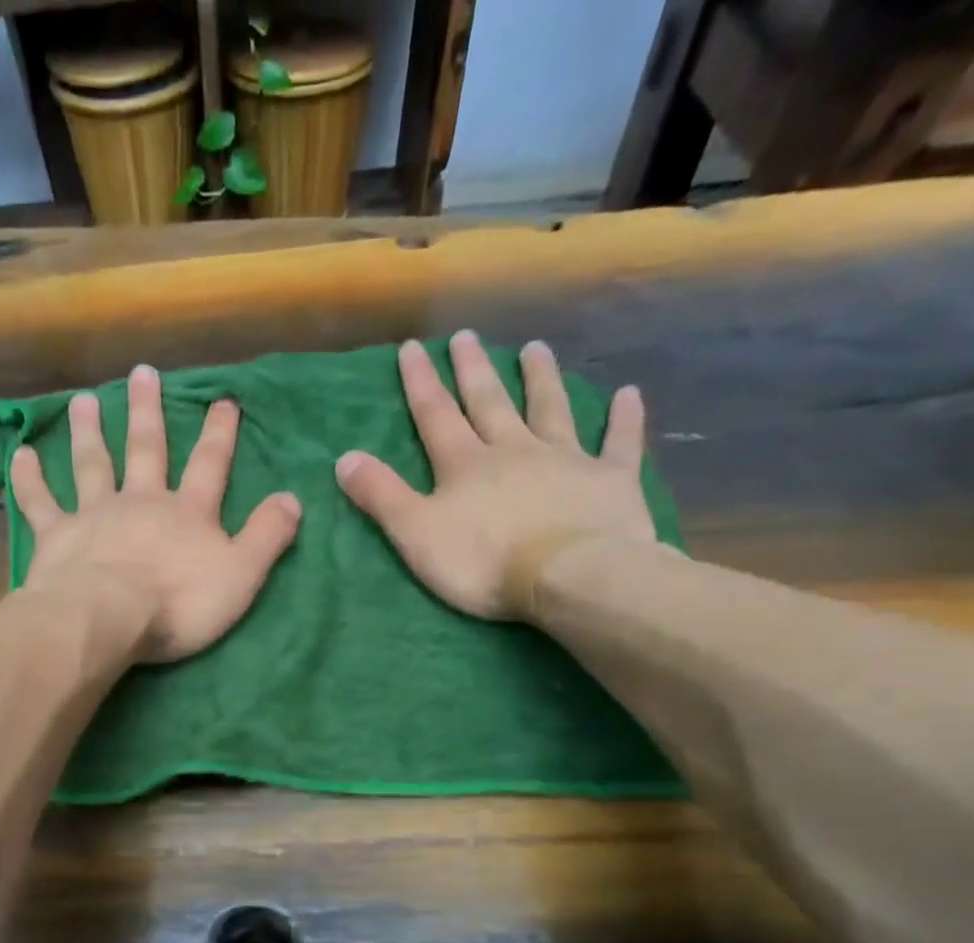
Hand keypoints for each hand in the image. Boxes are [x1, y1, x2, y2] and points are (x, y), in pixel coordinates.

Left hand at [12, 364, 301, 663]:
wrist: (109, 617)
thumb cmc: (179, 603)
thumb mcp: (241, 575)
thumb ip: (267, 537)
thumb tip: (293, 498)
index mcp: (187, 513)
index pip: (209, 465)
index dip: (219, 434)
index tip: (223, 400)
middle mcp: (141, 501)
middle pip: (146, 449)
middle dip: (148, 412)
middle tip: (141, 372)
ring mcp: (95, 514)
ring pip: (92, 463)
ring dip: (89, 431)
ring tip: (84, 400)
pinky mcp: (57, 536)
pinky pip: (40, 502)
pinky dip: (29, 479)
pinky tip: (20, 454)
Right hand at [334, 332, 655, 621]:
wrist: (569, 576)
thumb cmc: (484, 562)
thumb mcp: (416, 534)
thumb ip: (381, 496)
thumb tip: (344, 458)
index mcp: (466, 464)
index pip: (436, 415)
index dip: (420, 383)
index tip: (412, 348)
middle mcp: (514, 449)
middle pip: (490, 402)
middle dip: (475, 370)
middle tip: (467, 336)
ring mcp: (566, 460)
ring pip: (551, 410)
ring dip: (542, 379)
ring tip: (536, 348)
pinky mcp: (610, 480)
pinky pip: (619, 442)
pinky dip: (624, 419)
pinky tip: (629, 394)